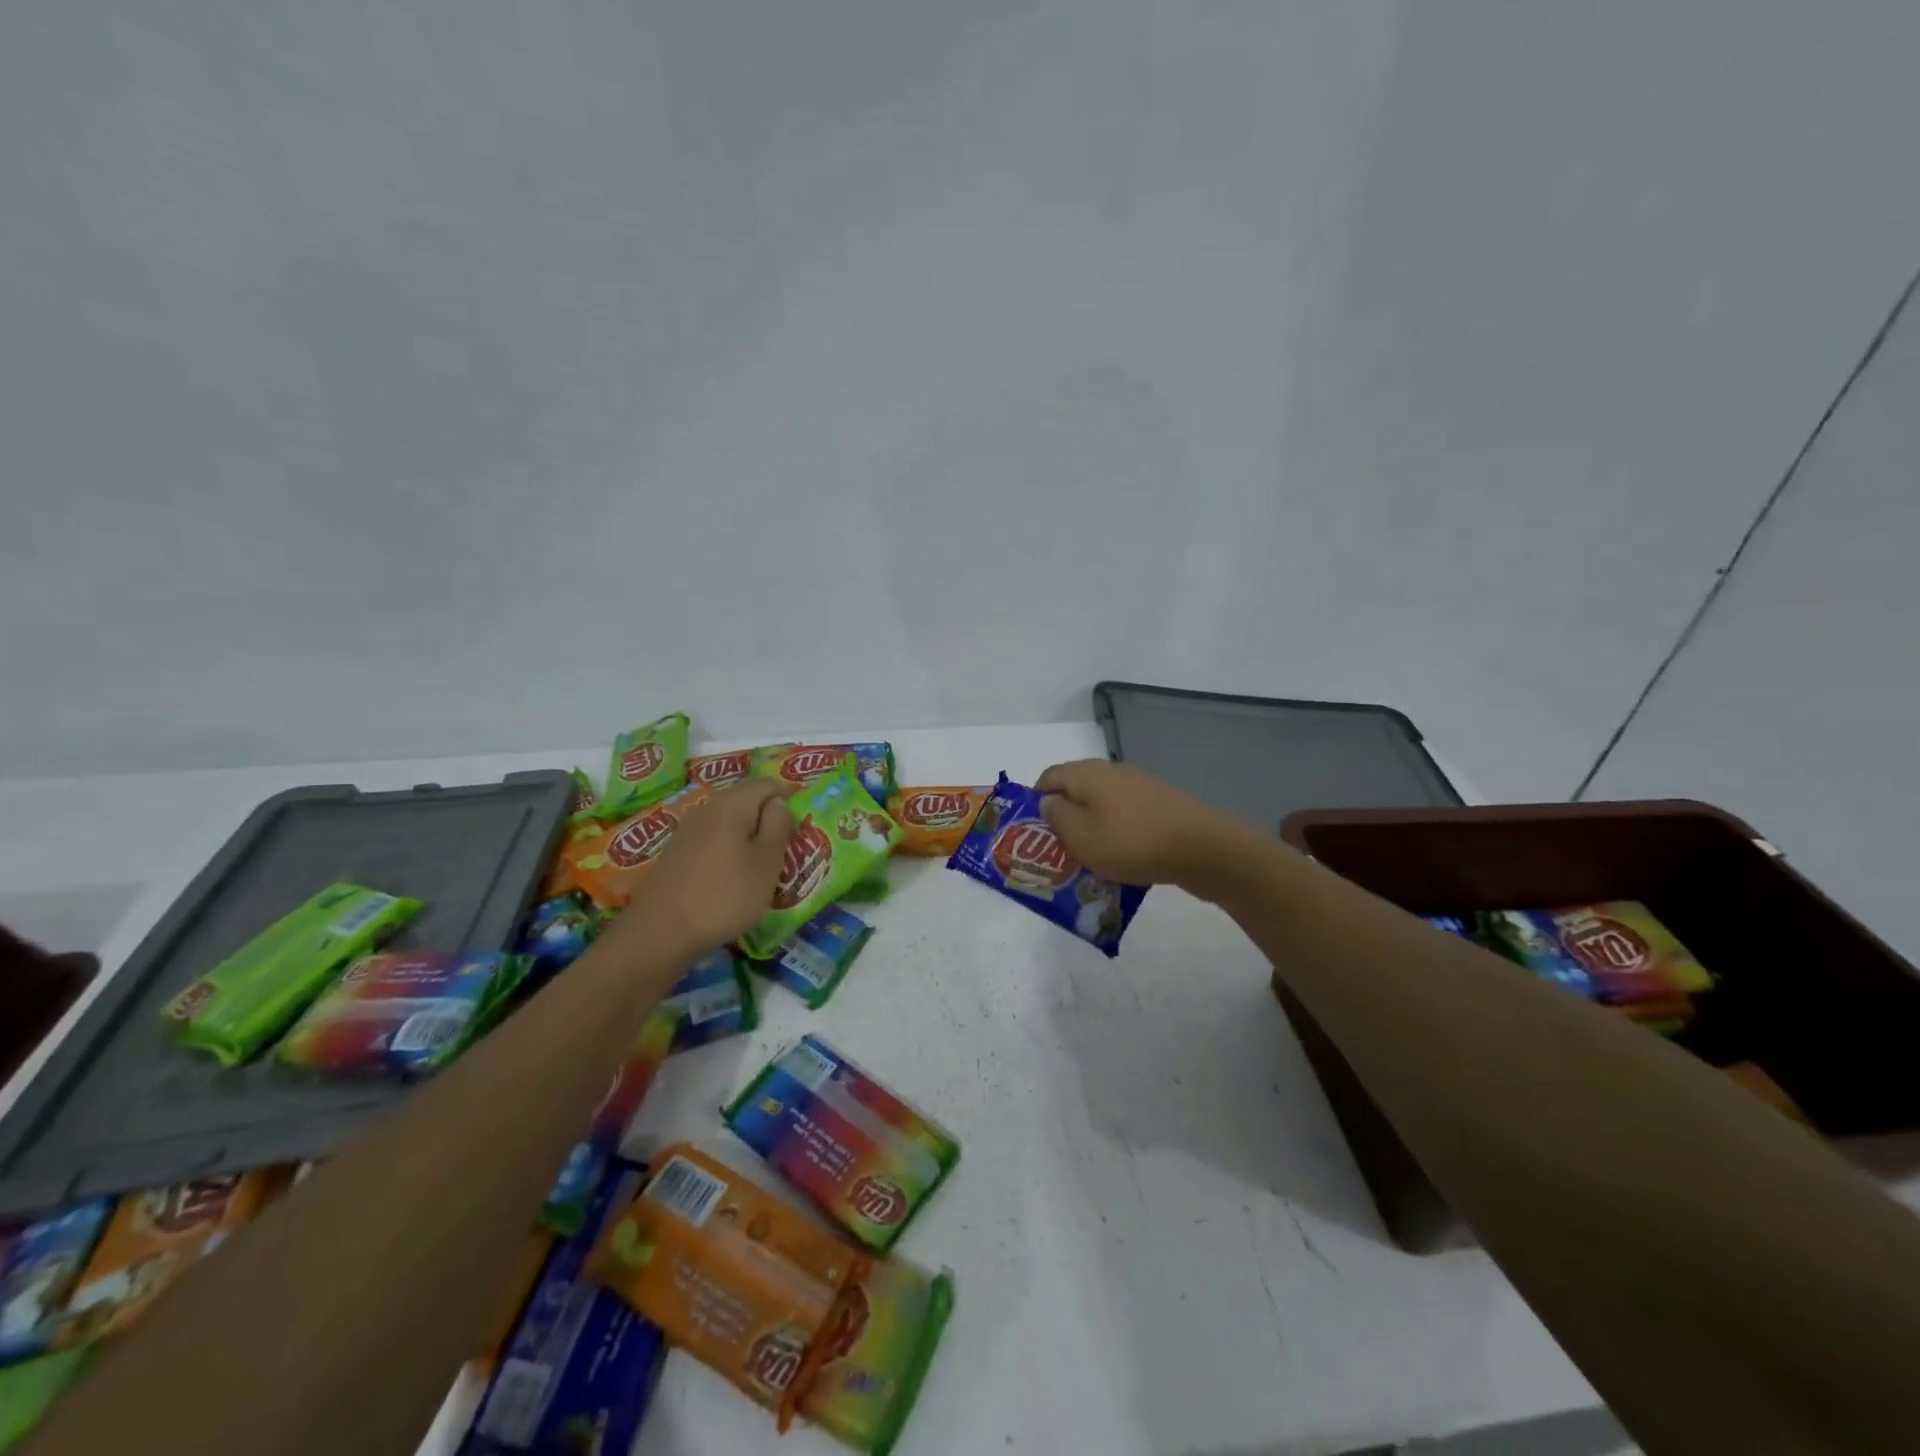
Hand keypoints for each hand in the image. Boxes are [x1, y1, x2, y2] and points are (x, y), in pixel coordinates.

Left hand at [622, 782, 793, 953]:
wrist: (660, 932)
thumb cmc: (725, 896)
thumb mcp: (767, 863)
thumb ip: (778, 825)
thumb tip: (778, 802)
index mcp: (733, 804)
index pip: (768, 785)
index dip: (788, 801)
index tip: (799, 829)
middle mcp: (708, 807)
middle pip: (746, 800)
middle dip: (767, 819)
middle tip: (783, 850)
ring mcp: (687, 829)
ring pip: (728, 821)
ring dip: (748, 836)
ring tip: (761, 866)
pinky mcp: (676, 851)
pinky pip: (712, 838)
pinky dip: (728, 849)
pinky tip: (731, 876)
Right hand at [1035, 759, 1251, 889]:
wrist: (1203, 848)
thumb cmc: (1131, 842)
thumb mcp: (1081, 836)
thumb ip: (1057, 817)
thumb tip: (1048, 801)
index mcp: (1087, 773)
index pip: (1048, 777)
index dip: (1035, 802)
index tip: (1032, 834)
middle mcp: (1112, 772)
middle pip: (1076, 790)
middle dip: (1064, 818)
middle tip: (1059, 851)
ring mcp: (1140, 787)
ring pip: (1102, 805)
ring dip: (1092, 828)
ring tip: (1090, 860)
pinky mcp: (1161, 805)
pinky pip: (1127, 817)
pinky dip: (1118, 834)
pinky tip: (1123, 859)